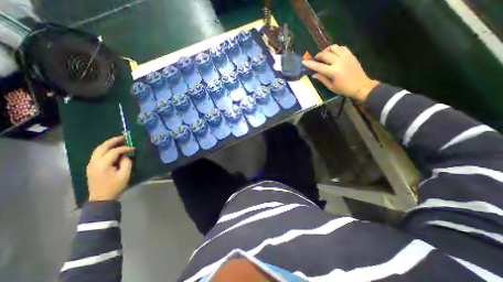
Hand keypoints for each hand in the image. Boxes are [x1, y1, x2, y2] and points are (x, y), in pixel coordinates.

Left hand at [86, 135, 133, 199]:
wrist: (102, 198)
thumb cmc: (115, 186)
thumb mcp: (125, 174)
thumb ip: (126, 163)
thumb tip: (126, 155)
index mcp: (102, 165)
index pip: (114, 151)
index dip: (124, 148)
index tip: (133, 148)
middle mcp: (94, 162)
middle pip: (102, 147)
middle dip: (113, 141)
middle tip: (123, 137)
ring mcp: (90, 165)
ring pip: (98, 150)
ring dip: (108, 144)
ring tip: (118, 141)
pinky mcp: (91, 167)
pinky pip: (97, 154)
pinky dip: (105, 149)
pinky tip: (112, 149)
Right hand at [300, 44, 378, 100]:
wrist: (361, 86)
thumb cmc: (344, 89)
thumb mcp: (331, 87)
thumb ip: (322, 79)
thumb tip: (313, 74)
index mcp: (333, 72)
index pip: (318, 66)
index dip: (310, 64)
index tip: (303, 62)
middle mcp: (338, 62)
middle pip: (324, 54)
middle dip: (318, 56)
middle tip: (316, 60)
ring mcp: (345, 57)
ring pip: (333, 48)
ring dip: (326, 51)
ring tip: (324, 56)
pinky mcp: (350, 55)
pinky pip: (341, 47)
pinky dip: (335, 49)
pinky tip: (333, 54)